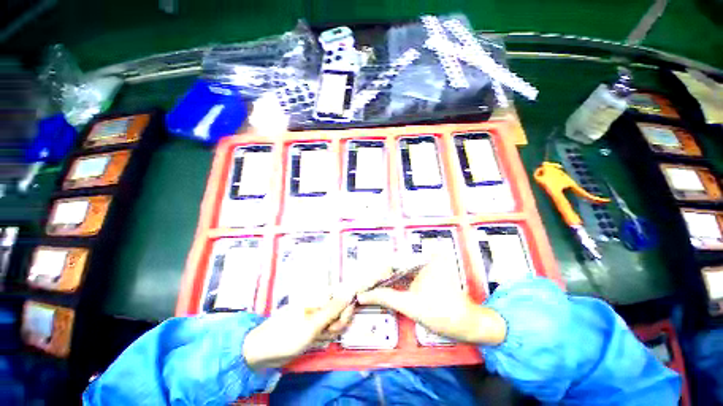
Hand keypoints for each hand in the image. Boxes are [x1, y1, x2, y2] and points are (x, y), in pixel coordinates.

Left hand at [243, 292, 354, 369]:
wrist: (263, 351)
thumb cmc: (288, 334)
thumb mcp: (313, 323)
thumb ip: (334, 309)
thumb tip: (350, 293)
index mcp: (319, 296)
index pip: (342, 295)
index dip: (346, 307)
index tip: (344, 319)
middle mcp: (319, 303)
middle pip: (340, 309)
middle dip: (338, 322)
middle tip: (328, 331)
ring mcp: (316, 315)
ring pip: (334, 320)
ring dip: (331, 331)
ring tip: (318, 337)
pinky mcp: (313, 326)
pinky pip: (326, 329)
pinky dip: (325, 336)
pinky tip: (316, 340)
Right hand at [357, 255, 506, 344]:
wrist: (467, 324)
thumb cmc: (443, 313)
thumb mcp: (410, 305)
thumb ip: (386, 297)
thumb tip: (363, 295)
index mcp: (422, 258)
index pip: (392, 261)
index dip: (376, 272)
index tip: (364, 282)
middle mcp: (423, 257)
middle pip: (394, 265)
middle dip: (379, 276)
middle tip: (364, 287)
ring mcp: (425, 265)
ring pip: (399, 271)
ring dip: (385, 280)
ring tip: (370, 288)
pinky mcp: (425, 273)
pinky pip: (406, 276)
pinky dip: (395, 282)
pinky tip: (385, 289)